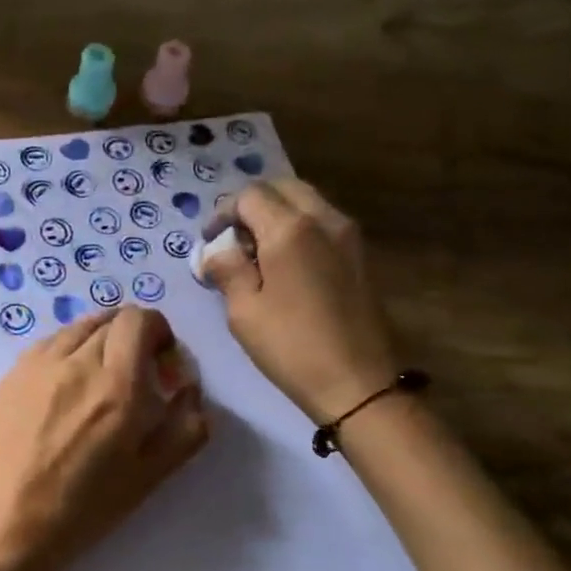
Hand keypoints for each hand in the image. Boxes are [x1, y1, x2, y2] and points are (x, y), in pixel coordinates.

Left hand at [0, 306, 207, 570]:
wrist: (9, 522)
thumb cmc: (86, 506)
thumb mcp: (152, 474)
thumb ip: (186, 425)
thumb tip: (189, 388)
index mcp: (118, 385)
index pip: (140, 319)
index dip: (157, 332)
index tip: (160, 363)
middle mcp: (78, 362)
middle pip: (111, 321)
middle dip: (132, 339)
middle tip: (134, 378)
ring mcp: (39, 365)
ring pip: (78, 328)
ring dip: (98, 342)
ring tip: (98, 380)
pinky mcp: (11, 375)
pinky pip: (49, 344)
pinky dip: (67, 352)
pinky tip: (65, 387)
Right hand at [205, 179, 397, 423]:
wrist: (357, 383)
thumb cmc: (292, 347)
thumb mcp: (244, 312)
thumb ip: (227, 270)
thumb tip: (216, 251)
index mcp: (290, 229)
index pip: (250, 196)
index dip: (223, 213)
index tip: (209, 241)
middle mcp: (324, 219)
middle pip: (283, 188)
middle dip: (253, 205)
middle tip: (234, 239)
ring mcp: (349, 236)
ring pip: (307, 202)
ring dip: (279, 214)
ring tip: (259, 253)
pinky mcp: (361, 256)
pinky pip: (324, 223)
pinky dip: (301, 229)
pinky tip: (287, 266)